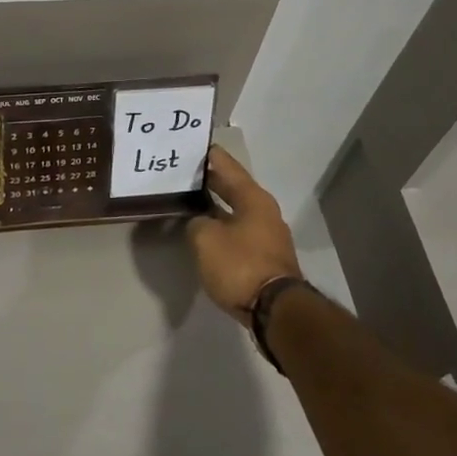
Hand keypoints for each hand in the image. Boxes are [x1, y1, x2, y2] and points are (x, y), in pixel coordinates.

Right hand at [187, 146, 303, 323]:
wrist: (275, 310)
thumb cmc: (240, 265)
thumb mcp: (205, 239)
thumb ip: (196, 223)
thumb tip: (199, 222)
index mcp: (252, 198)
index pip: (227, 165)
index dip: (209, 155)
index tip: (191, 146)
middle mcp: (263, 210)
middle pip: (232, 187)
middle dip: (209, 180)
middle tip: (182, 173)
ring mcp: (266, 234)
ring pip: (235, 210)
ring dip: (214, 205)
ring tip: (188, 201)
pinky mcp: (264, 256)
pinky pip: (237, 230)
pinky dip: (221, 225)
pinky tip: (204, 230)